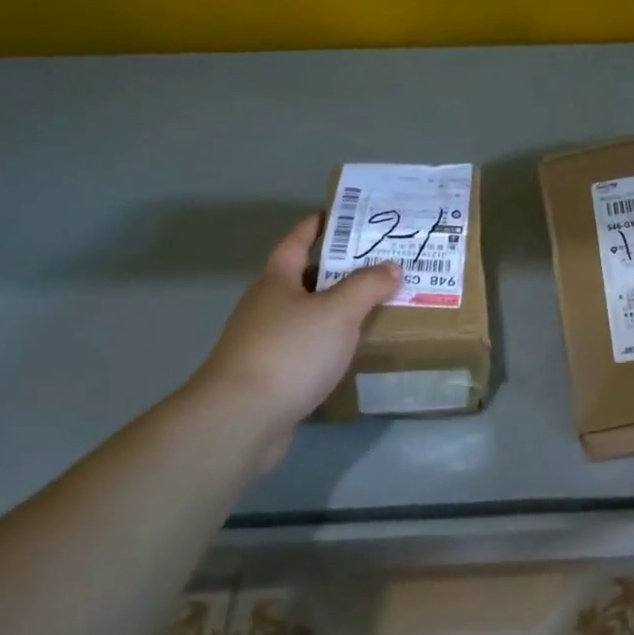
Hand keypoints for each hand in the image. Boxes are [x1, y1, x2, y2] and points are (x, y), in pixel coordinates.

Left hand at [185, 213, 399, 468]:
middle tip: (376, 264)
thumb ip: (367, 286)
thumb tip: (392, 267)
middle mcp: (265, 307)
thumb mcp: (338, 312)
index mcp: (276, 281)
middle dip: (336, 270)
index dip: (315, 226)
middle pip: (303, 279)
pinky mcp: (269, 376)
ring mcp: (263, 343)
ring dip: (334, 310)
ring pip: (306, 316)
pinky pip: (305, 349)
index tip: (338, 214)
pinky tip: (350, 353)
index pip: (296, 242)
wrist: (241, 420)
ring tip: (372, 307)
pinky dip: (327, 344)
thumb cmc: (290, 351)